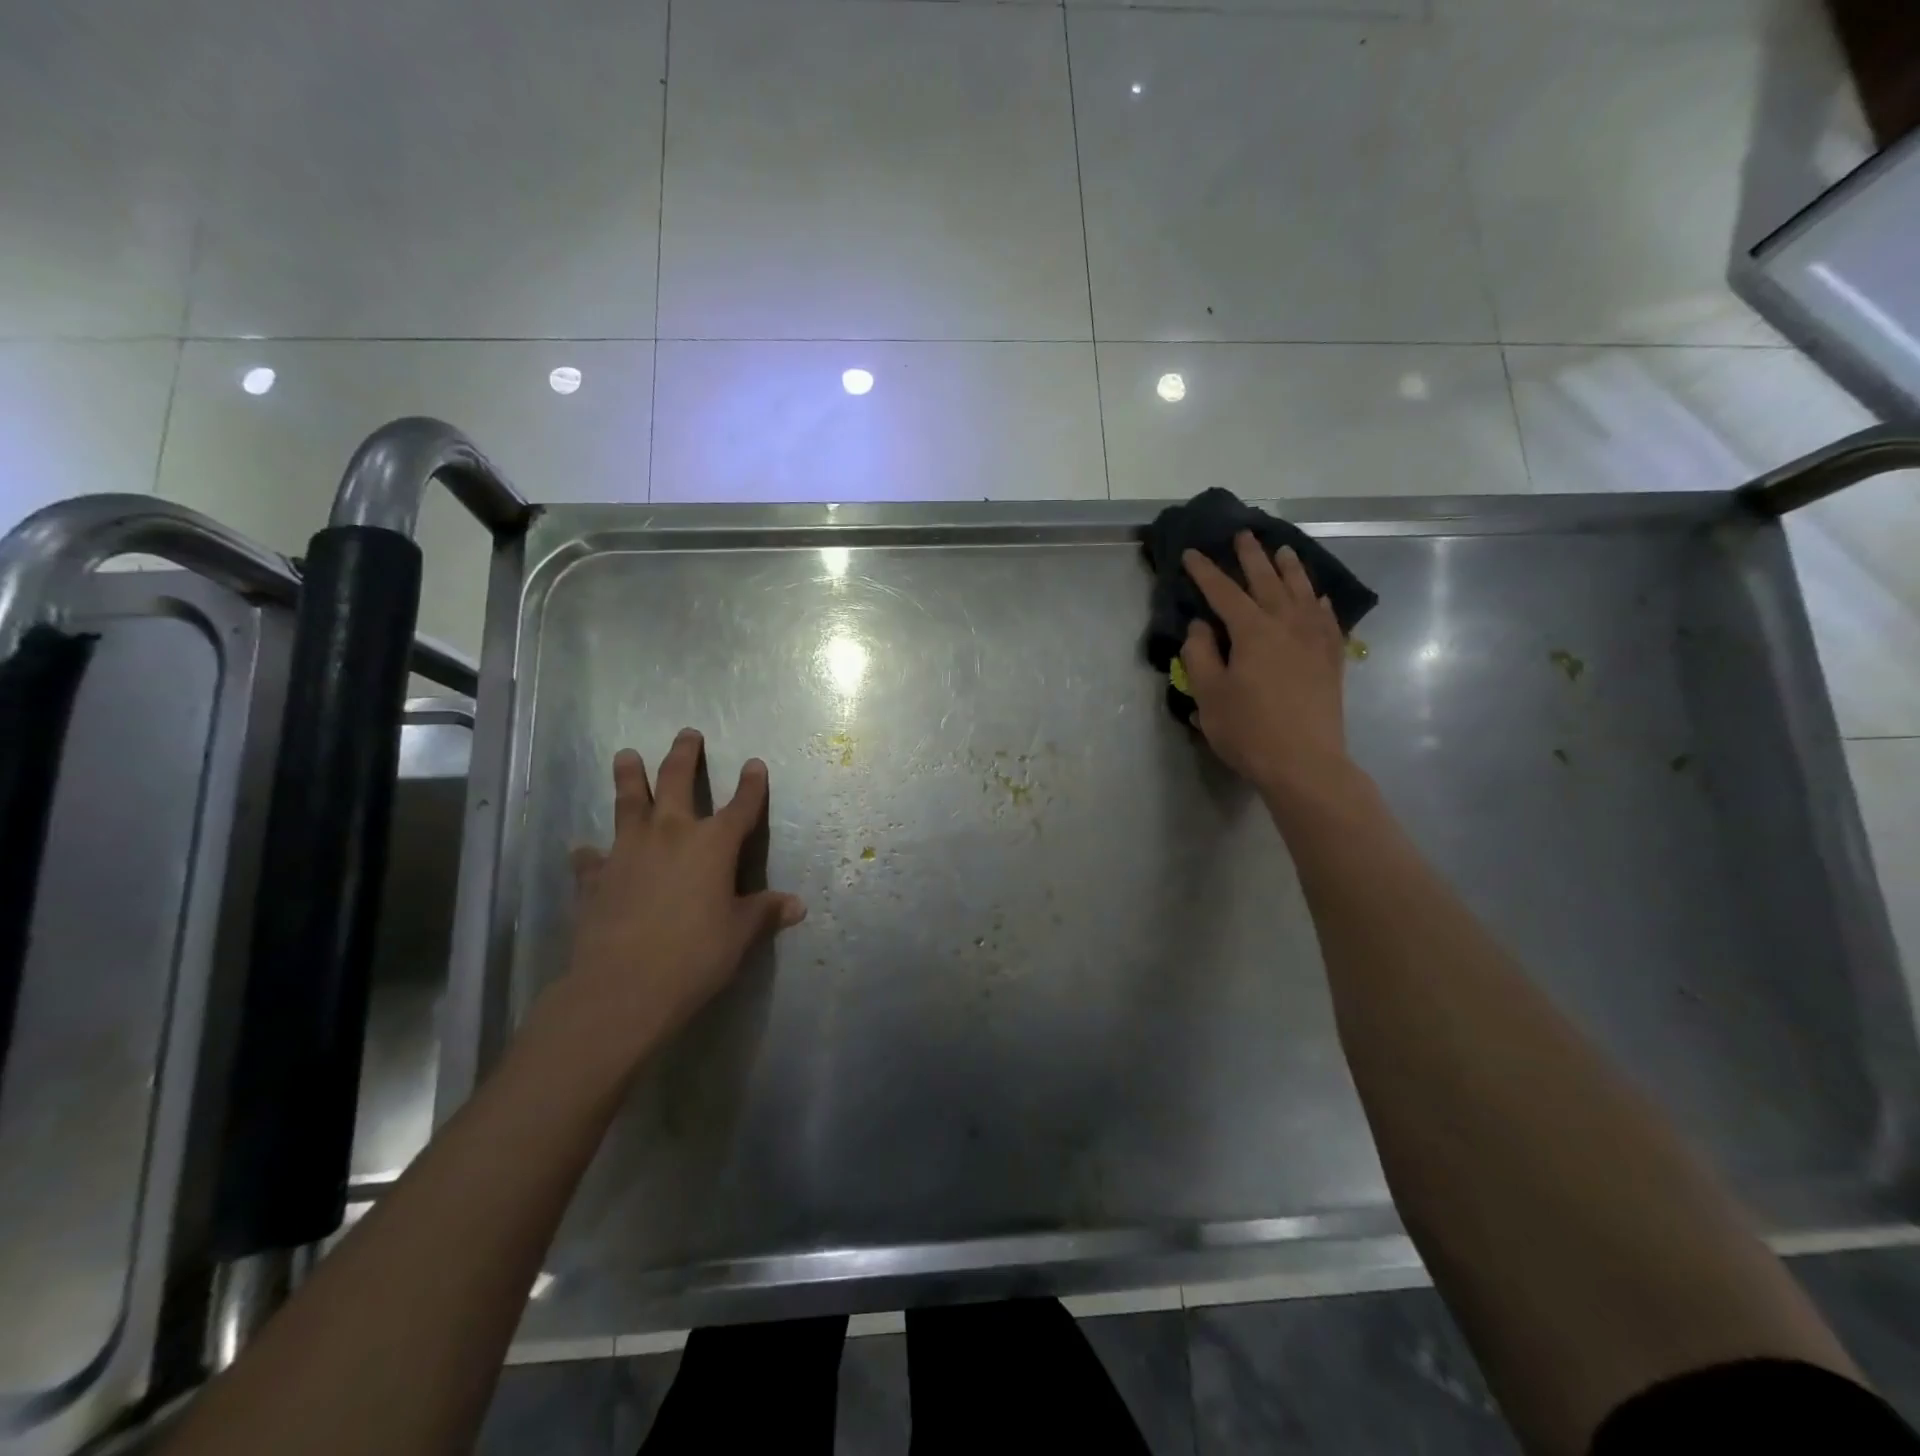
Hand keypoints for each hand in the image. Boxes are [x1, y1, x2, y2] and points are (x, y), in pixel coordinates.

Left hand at [545, 729, 806, 1069]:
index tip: (754, 764)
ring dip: (629, 776)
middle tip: (687, 734)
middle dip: (684, 756)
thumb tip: (796, 905)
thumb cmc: (695, 955)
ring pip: (628, 802)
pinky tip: (584, 851)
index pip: (741, 806)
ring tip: (626, 755)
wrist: (623, 986)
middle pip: (677, 782)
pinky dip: (590, 853)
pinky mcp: (595, 878)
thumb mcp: (739, 934)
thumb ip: (764, 913)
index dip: (751, 785)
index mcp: (713, 844)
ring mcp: (628, 851)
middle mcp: (671, 834)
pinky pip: (592, 858)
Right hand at [1181, 533, 1352, 802]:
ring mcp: (1314, 640)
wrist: (1305, 763)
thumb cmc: (1248, 730)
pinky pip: (1327, 619)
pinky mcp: (1332, 659)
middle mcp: (1287, 624)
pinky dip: (1318, 602)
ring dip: (1290, 569)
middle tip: (1242, 534)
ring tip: (1282, 550)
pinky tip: (1315, 598)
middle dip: (1251, 557)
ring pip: (1302, 592)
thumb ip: (1200, 654)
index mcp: (1252, 631)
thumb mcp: (1209, 695)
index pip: (1223, 592)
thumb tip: (1200, 626)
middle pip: (1267, 581)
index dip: (1205, 572)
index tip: (1191, 553)